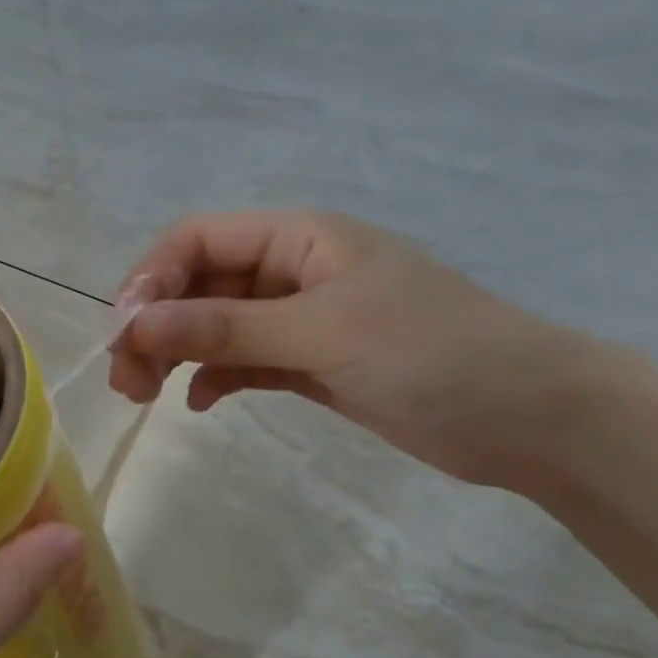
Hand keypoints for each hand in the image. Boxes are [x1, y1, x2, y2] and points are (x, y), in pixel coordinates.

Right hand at [109, 210, 591, 485]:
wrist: (533, 419)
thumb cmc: (435, 354)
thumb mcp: (324, 332)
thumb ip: (226, 329)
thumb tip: (135, 325)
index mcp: (300, 238)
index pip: (197, 240)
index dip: (151, 280)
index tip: (124, 333)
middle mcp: (292, 271)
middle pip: (197, 286)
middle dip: (156, 326)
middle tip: (127, 382)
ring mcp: (300, 319)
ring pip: (214, 327)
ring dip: (175, 355)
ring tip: (146, 396)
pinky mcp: (310, 363)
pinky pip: (242, 362)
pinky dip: (215, 378)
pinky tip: (201, 403)